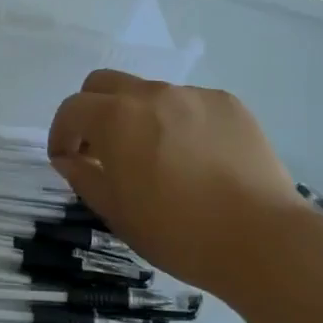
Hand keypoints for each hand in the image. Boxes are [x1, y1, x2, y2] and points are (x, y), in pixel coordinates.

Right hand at [47, 70, 311, 290]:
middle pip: (105, 83)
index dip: (60, 133)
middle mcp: (151, 94)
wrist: (262, 239)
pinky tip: (199, 159)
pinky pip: (190, 104)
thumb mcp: (117, 213)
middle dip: (93, 110)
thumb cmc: (178, 233)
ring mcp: (193, 95)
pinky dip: (181, 123)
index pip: (72, 109)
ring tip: (159, 158)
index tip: (65, 158)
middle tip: (102, 148)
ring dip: (139, 117)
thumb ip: (84, 177)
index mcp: (116, 118)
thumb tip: (69, 158)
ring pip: (150, 93)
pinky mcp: (228, 104)